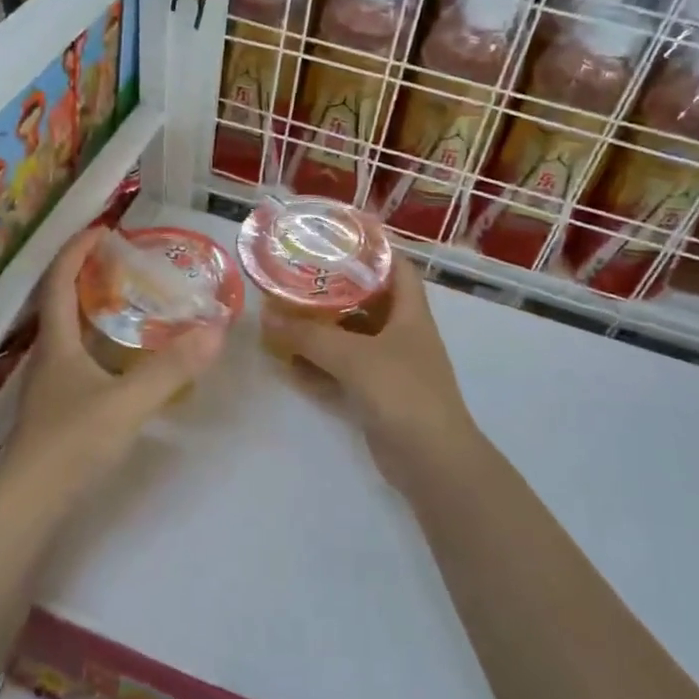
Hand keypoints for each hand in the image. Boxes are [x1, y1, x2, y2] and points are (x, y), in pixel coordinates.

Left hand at [1, 228, 224, 501]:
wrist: (29, 507)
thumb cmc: (71, 444)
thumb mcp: (127, 402)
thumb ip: (171, 368)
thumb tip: (216, 329)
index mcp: (56, 344)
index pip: (58, 280)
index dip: (77, 250)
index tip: (105, 228)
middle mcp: (47, 358)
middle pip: (61, 303)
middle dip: (89, 275)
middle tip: (128, 264)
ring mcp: (49, 387)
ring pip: (70, 335)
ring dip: (94, 311)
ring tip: (132, 304)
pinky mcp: (57, 412)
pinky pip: (79, 361)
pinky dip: (100, 345)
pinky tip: (124, 361)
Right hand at [261, 255, 474, 469]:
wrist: (431, 460)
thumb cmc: (402, 392)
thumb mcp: (353, 356)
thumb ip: (309, 336)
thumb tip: (266, 316)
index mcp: (410, 313)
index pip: (396, 267)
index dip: (372, 248)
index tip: (335, 238)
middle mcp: (401, 335)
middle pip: (365, 302)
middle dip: (331, 292)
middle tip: (293, 279)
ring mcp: (389, 367)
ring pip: (350, 339)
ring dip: (320, 332)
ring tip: (282, 318)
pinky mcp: (375, 396)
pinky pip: (341, 372)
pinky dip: (318, 367)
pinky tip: (288, 364)